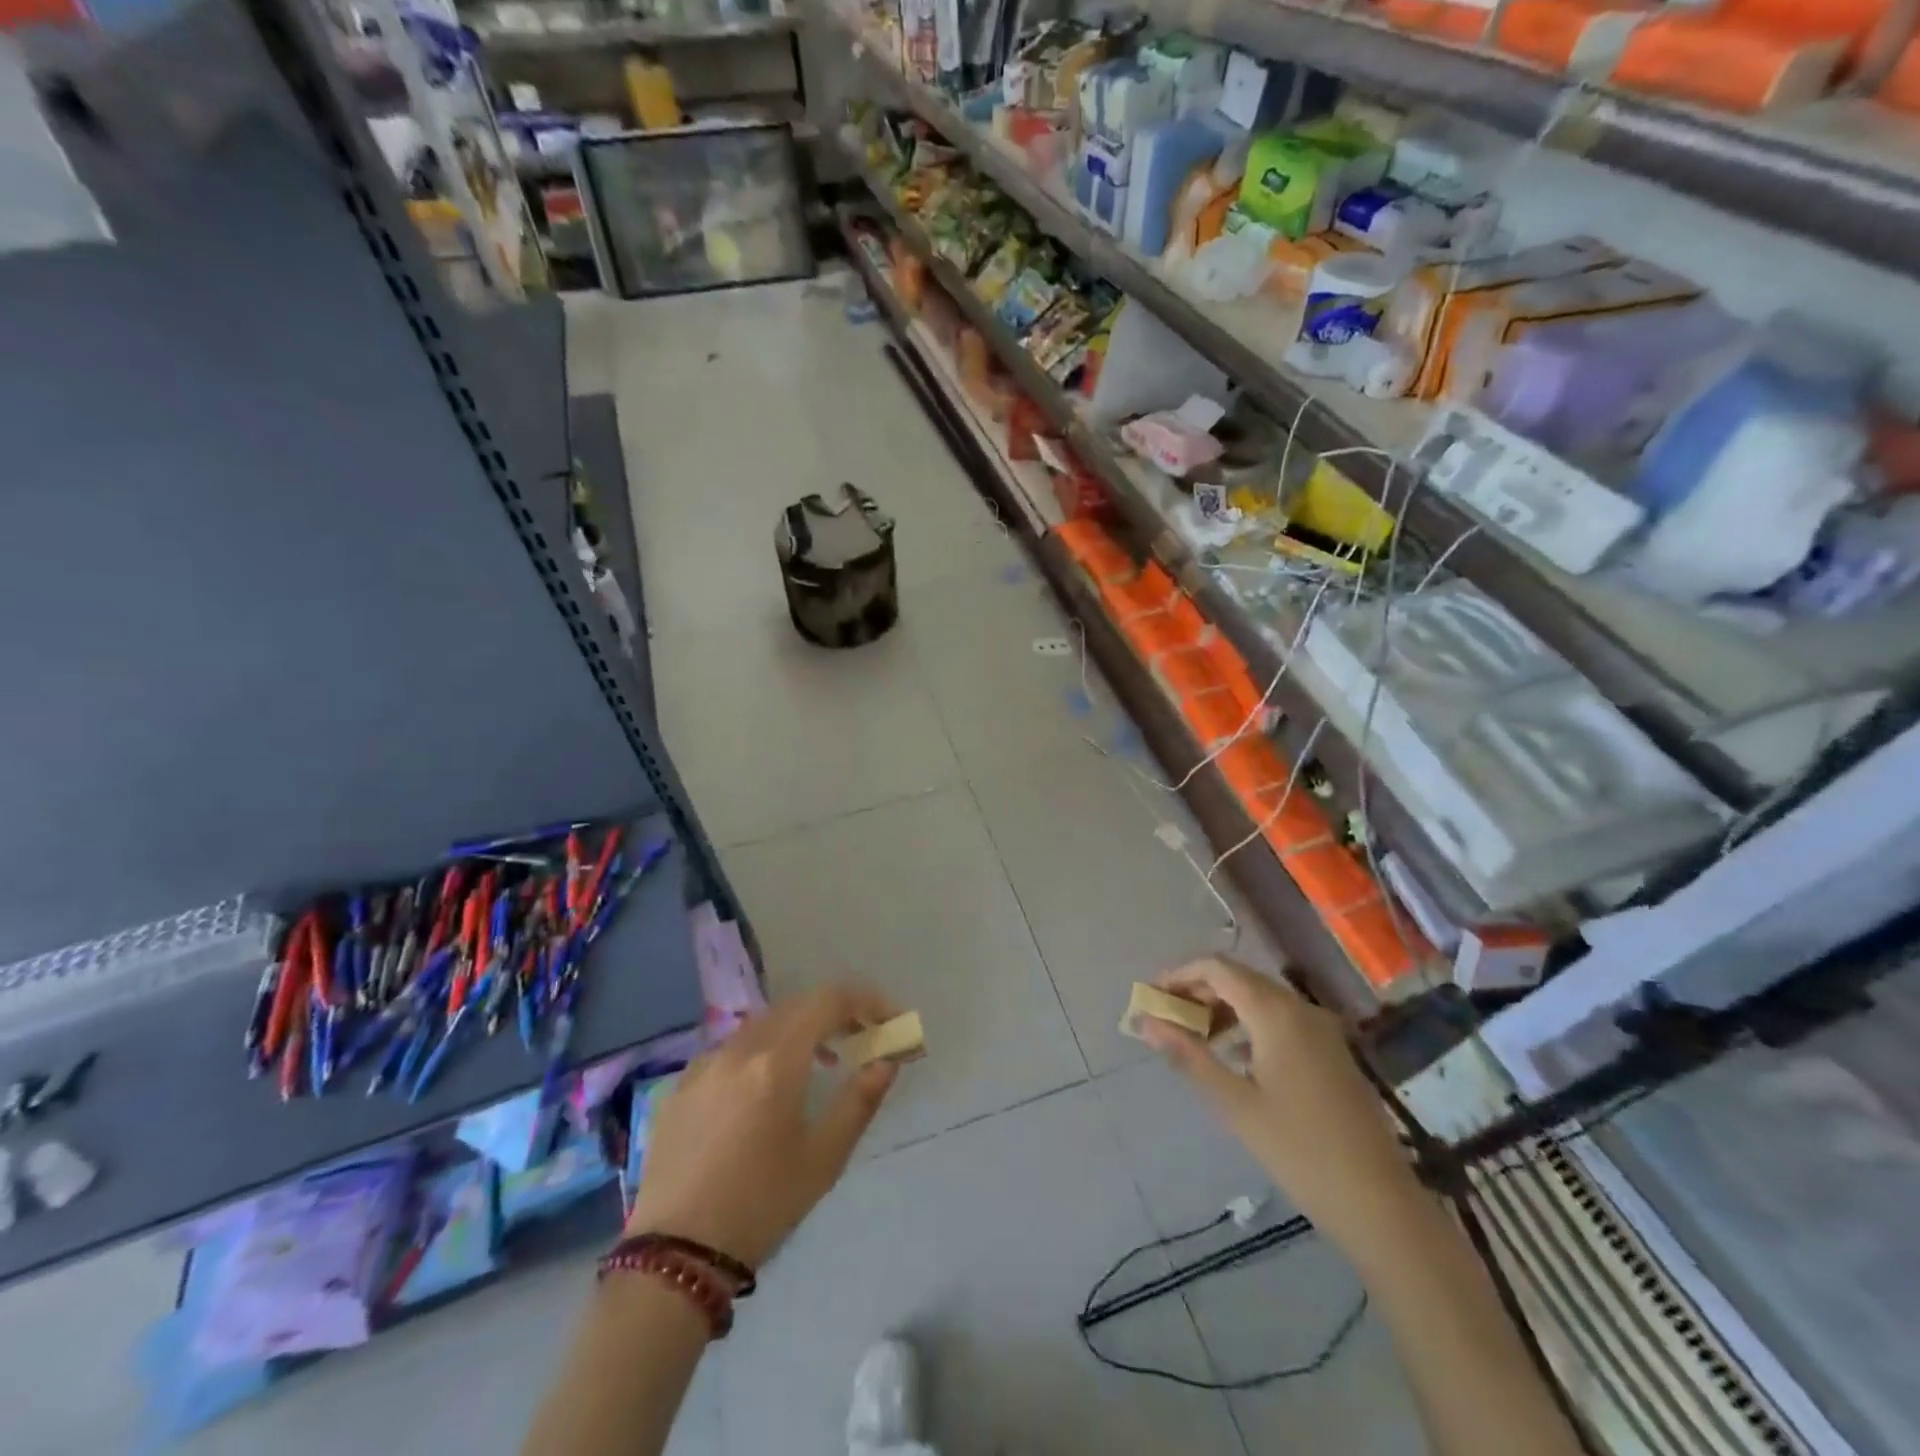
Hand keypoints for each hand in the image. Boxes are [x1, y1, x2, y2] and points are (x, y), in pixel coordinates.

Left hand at [625, 984, 902, 1268]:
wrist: (673, 1256)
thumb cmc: (760, 1206)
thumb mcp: (824, 1159)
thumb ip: (860, 1100)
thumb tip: (887, 1060)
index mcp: (777, 1060)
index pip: (830, 1000)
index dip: (867, 1000)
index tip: (889, 1020)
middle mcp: (739, 1048)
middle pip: (797, 1005)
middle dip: (836, 1013)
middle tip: (861, 1038)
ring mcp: (705, 1063)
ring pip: (763, 1024)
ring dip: (799, 1029)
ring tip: (821, 1063)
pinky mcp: (681, 1085)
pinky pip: (733, 1049)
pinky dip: (763, 1051)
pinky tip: (766, 1090)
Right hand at [1141, 956, 1420, 1254]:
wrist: (1379, 1202)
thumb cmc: (1298, 1149)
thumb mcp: (1234, 1103)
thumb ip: (1188, 1055)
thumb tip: (1146, 1022)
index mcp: (1275, 1012)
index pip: (1217, 968)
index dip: (1180, 974)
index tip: (1152, 996)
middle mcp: (1299, 1007)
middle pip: (1239, 978)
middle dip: (1198, 990)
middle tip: (1166, 1017)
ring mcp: (1320, 1028)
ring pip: (1260, 998)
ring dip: (1223, 1007)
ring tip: (1193, 1037)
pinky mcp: (1331, 1050)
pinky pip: (1280, 1018)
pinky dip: (1249, 1023)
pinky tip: (1234, 1056)